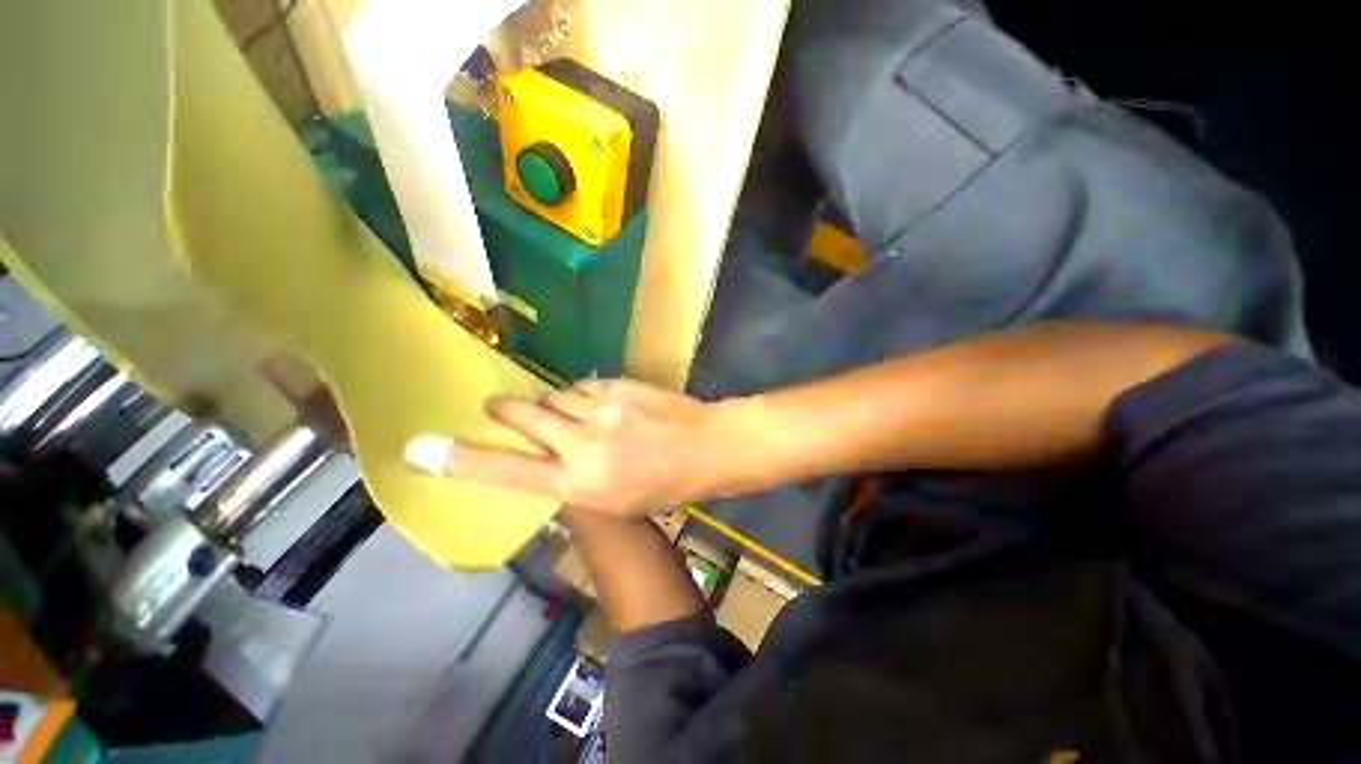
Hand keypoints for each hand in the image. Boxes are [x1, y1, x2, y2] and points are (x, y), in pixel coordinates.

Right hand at [405, 379, 733, 516]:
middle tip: (497, 407)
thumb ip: (573, 480)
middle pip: (525, 417)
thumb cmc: (663, 486)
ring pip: (557, 397)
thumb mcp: (614, 502)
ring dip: (558, 405)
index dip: (465, 461)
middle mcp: (585, 446)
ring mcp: (604, 411)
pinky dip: (586, 395)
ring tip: (578, 415)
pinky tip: (604, 405)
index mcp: (582, 485)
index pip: (511, 473)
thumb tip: (541, 459)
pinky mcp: (620, 387)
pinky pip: (586, 386)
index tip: (423, 450)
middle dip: (507, 410)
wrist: (704, 448)